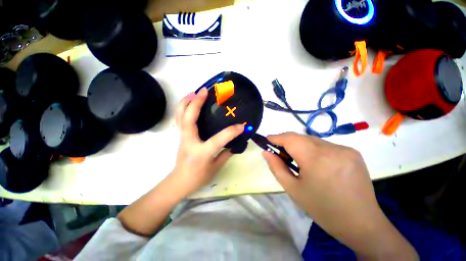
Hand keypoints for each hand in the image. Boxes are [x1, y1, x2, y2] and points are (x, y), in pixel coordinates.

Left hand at [170, 88, 243, 196]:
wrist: (179, 182)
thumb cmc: (199, 177)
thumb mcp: (216, 167)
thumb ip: (227, 153)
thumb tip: (236, 143)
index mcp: (202, 152)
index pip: (218, 139)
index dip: (231, 132)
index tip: (241, 126)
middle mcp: (189, 142)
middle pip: (189, 118)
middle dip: (196, 103)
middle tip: (204, 91)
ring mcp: (182, 137)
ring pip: (180, 116)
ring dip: (186, 102)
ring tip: (194, 92)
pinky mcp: (180, 135)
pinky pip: (180, 118)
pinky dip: (183, 108)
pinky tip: (189, 102)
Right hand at [263, 132, 416, 258]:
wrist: (361, 223)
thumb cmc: (322, 209)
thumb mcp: (293, 189)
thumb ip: (277, 167)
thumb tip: (266, 152)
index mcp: (316, 159)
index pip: (290, 139)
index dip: (277, 137)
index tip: (268, 139)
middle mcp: (332, 149)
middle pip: (301, 137)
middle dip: (287, 141)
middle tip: (279, 151)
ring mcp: (345, 149)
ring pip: (313, 140)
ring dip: (300, 145)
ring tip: (297, 159)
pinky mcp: (353, 152)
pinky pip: (325, 145)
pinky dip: (314, 149)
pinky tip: (315, 162)